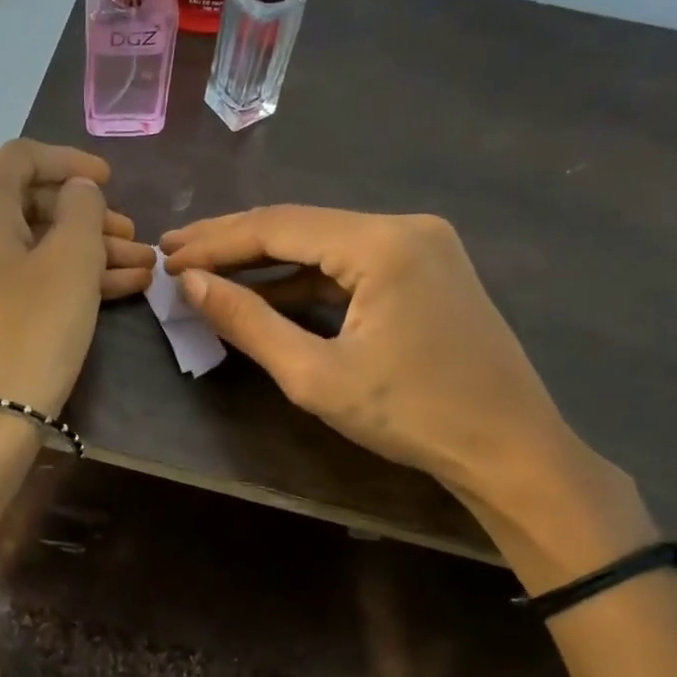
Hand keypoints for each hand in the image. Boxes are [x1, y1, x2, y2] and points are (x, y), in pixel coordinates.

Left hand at [0, 140, 153, 415]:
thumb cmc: (30, 330)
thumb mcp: (72, 261)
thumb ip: (83, 210)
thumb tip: (77, 190)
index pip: (24, 157)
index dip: (72, 162)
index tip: (112, 180)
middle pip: (30, 206)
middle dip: (89, 220)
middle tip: (135, 239)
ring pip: (30, 246)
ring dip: (86, 254)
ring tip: (141, 270)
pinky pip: (18, 277)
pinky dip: (61, 278)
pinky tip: (118, 290)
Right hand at [161, 206, 574, 503]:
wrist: (511, 451)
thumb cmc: (412, 417)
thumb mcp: (315, 375)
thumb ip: (247, 322)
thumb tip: (191, 284)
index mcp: (382, 243)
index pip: (277, 226)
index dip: (215, 243)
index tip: (166, 258)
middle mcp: (405, 226)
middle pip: (300, 225)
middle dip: (233, 243)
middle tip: (174, 252)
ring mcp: (421, 245)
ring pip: (324, 244)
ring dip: (266, 261)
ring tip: (207, 271)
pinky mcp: (426, 269)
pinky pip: (350, 264)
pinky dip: (304, 279)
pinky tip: (266, 293)